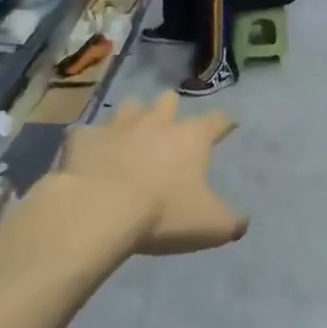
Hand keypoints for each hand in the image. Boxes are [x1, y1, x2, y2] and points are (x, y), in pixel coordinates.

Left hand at [59, 92, 247, 254]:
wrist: (100, 209)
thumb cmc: (163, 214)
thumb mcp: (210, 225)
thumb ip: (231, 222)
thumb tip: (243, 221)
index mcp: (190, 138)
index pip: (216, 121)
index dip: (225, 122)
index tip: (229, 123)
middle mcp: (156, 122)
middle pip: (168, 101)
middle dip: (171, 108)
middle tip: (170, 121)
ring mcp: (117, 126)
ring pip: (129, 106)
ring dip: (132, 116)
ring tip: (130, 130)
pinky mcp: (83, 138)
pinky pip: (87, 133)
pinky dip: (90, 141)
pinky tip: (89, 152)